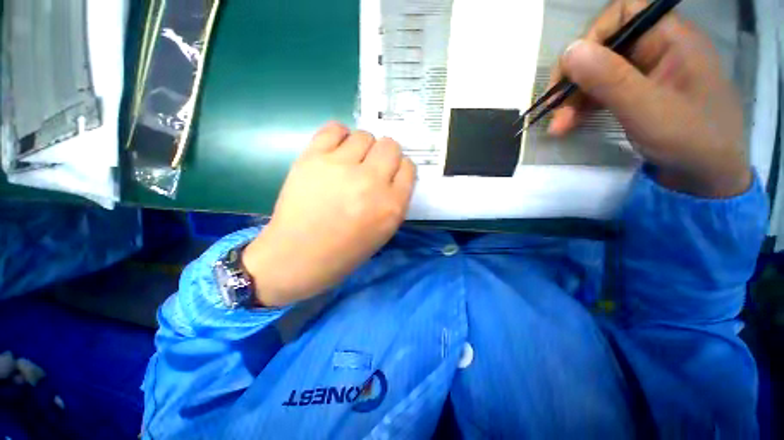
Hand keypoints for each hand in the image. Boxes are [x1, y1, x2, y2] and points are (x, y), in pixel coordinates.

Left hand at [241, 123, 416, 306]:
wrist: (297, 256)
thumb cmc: (344, 251)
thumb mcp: (383, 232)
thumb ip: (393, 201)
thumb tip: (392, 175)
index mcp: (391, 205)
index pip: (408, 168)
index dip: (400, 169)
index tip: (390, 174)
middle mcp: (371, 182)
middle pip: (390, 146)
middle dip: (385, 155)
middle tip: (371, 167)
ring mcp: (342, 167)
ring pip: (365, 136)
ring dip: (363, 147)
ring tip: (351, 161)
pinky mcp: (313, 158)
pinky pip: (335, 128)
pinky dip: (339, 135)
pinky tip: (336, 150)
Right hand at [548, 0, 750, 197]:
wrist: (707, 178)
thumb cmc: (690, 141)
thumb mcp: (648, 109)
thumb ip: (610, 79)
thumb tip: (569, 51)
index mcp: (671, 38)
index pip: (624, 13)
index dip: (594, 36)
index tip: (571, 71)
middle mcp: (658, 49)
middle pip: (606, 48)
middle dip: (576, 79)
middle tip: (554, 110)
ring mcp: (648, 73)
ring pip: (600, 74)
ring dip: (574, 99)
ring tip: (557, 128)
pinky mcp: (639, 94)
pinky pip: (604, 92)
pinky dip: (583, 108)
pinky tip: (568, 125)